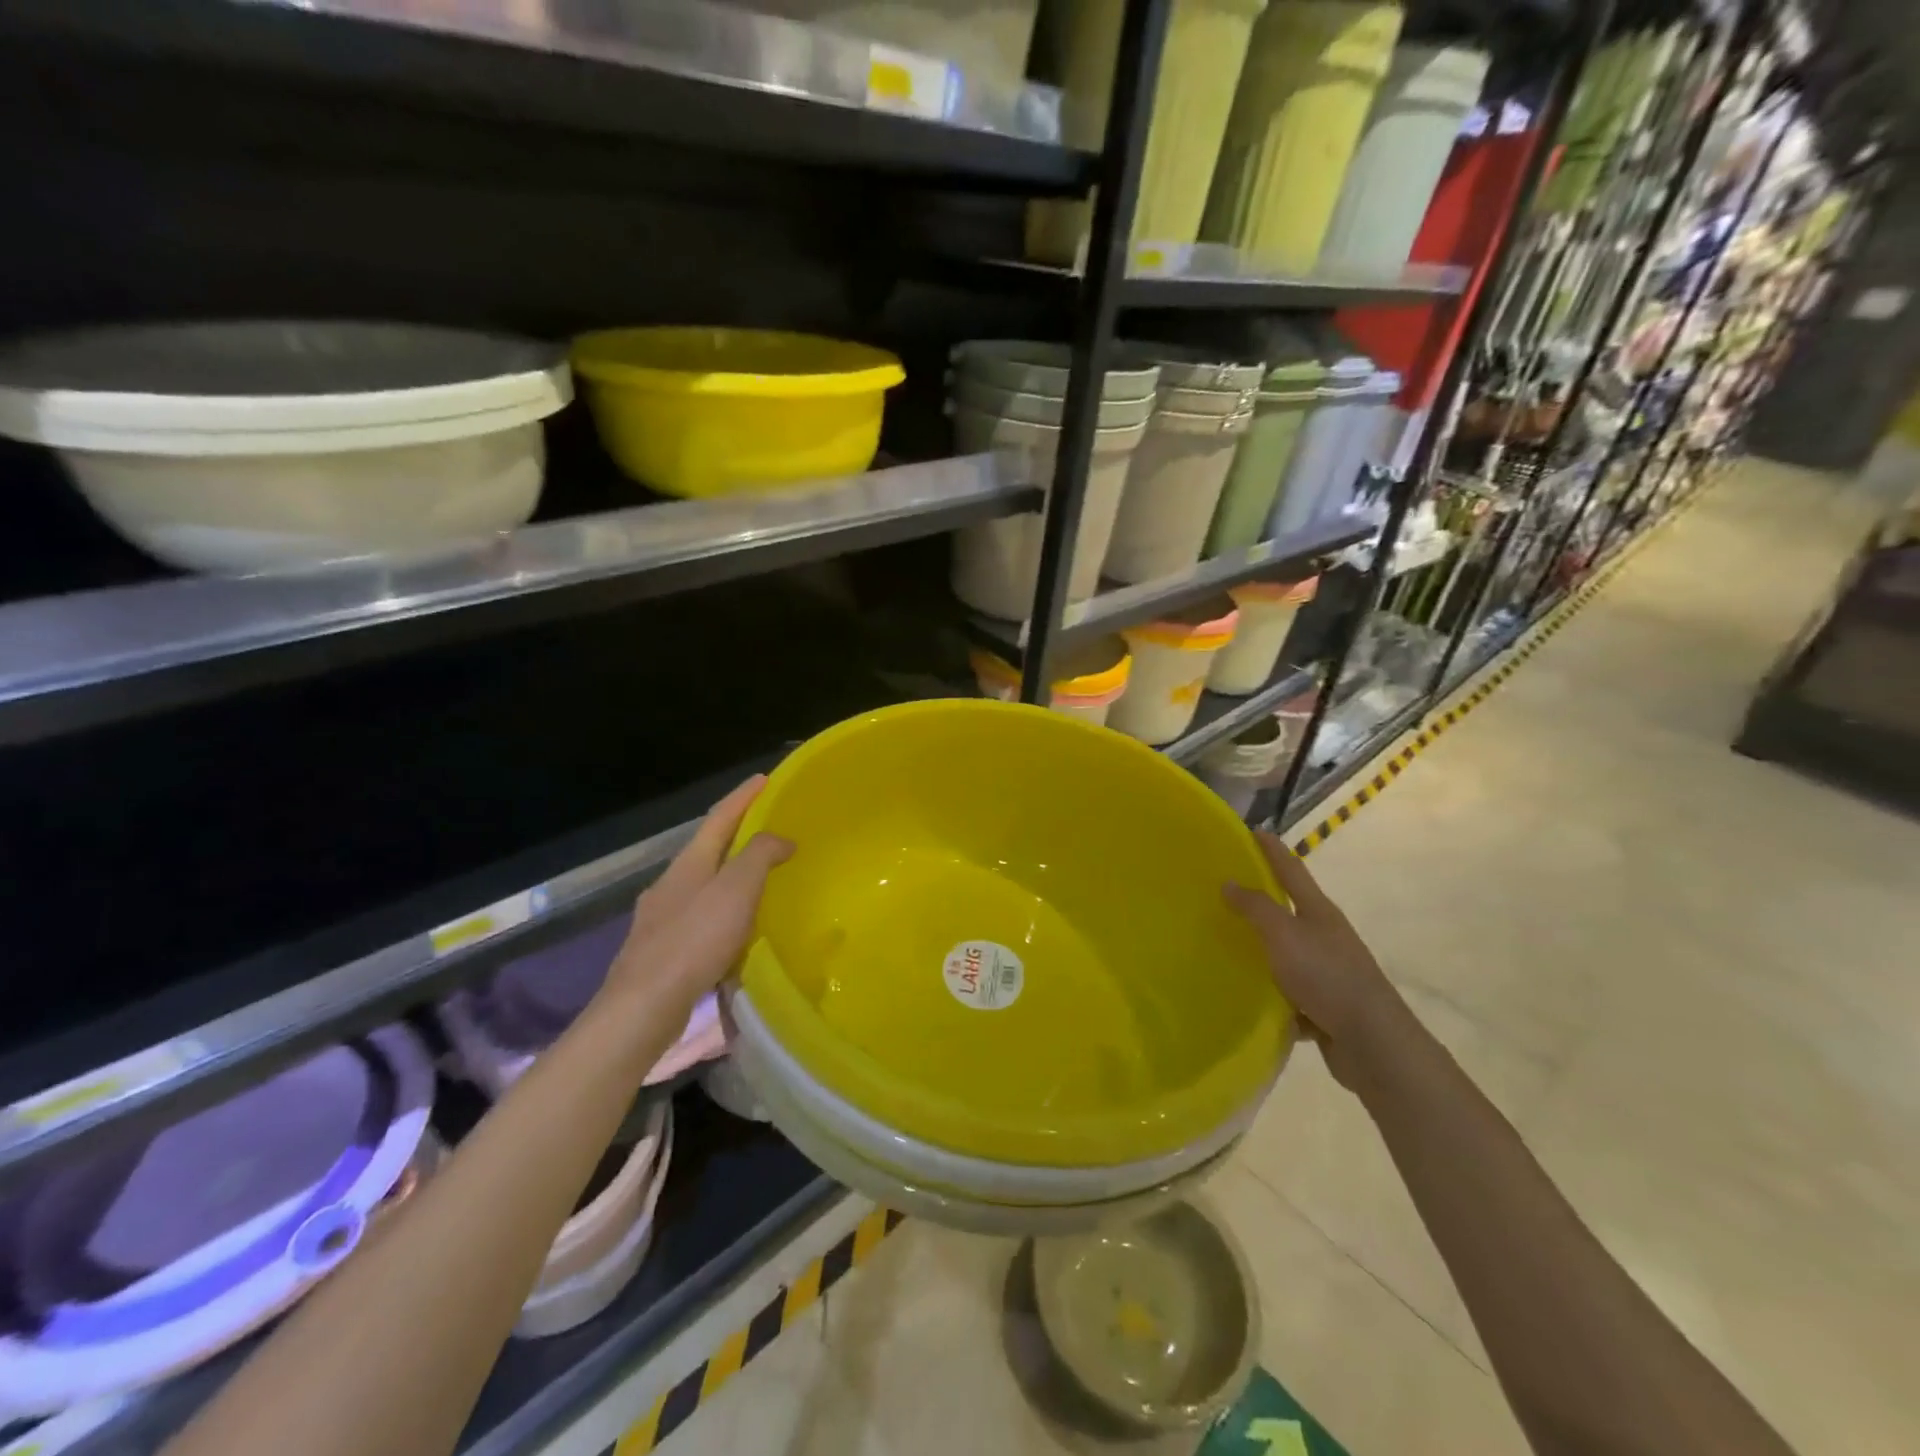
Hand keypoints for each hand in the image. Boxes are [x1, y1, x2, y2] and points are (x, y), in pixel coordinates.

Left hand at [600, 776, 794, 1013]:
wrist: (643, 1006)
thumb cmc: (694, 940)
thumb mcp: (736, 890)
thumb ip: (760, 856)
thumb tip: (781, 838)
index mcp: (688, 863)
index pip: (719, 817)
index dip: (743, 796)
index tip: (765, 779)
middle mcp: (670, 883)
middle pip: (708, 849)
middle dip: (738, 835)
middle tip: (771, 830)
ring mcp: (661, 917)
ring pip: (703, 884)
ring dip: (731, 875)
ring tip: (761, 880)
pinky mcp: (661, 950)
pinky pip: (699, 916)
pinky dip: (723, 910)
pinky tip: (735, 930)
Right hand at [1225, 833, 1406, 1090]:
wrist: (1371, 1042)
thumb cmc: (1327, 976)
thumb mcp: (1284, 935)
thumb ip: (1256, 908)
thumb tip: (1229, 882)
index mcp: (1318, 912)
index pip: (1291, 869)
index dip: (1272, 849)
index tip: (1252, 830)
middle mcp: (1325, 935)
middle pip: (1290, 908)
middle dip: (1263, 896)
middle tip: (1227, 886)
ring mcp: (1327, 970)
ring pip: (1288, 951)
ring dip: (1263, 946)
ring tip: (1227, 943)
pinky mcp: (1324, 1004)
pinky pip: (1289, 991)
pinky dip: (1271, 991)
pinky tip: (1249, 996)